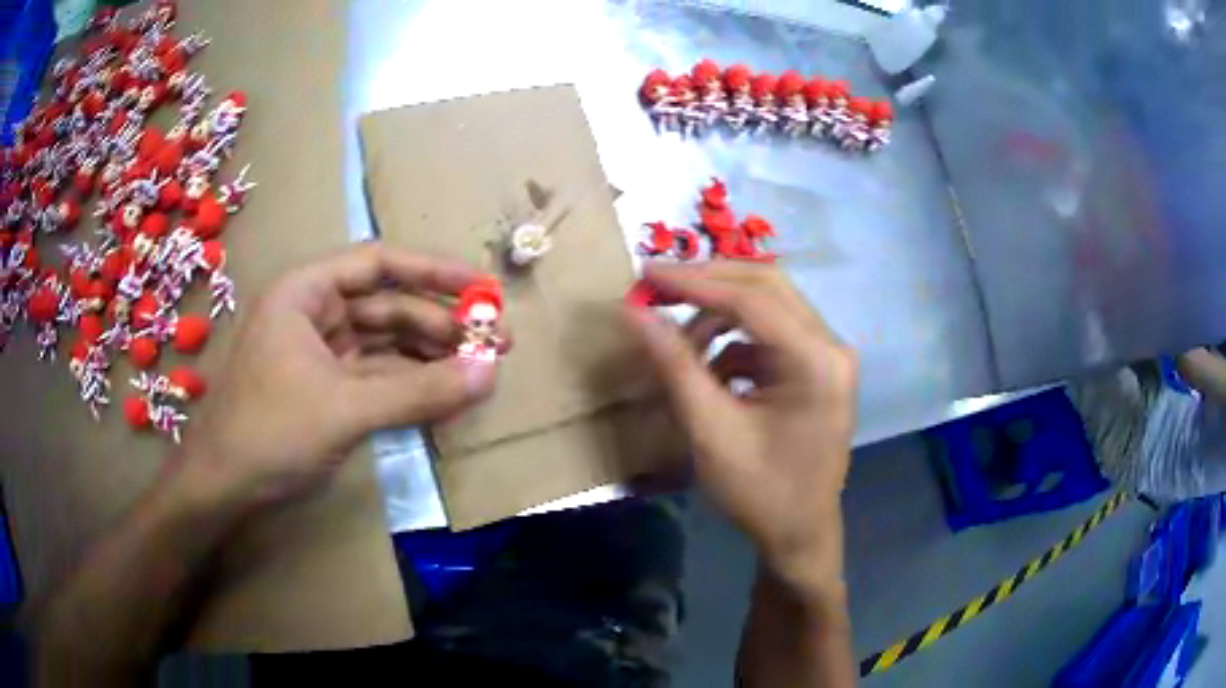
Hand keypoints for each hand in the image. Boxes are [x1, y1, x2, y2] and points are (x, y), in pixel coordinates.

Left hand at [177, 242, 505, 507]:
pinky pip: (376, 376)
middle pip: (387, 305)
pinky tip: (443, 394)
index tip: (484, 289)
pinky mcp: (325, 389)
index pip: (379, 264)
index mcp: (305, 291)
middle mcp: (312, 312)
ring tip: (477, 372)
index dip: (435, 272)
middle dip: (439, 324)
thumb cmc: (270, 432)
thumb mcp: (345, 409)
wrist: (224, 489)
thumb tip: (491, 374)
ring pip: (384, 343)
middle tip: (494, 344)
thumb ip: (419, 391)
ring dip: (429, 356)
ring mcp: (318, 353)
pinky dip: (409, 384)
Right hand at [624, 262, 856, 590]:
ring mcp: (827, 355)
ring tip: (679, 341)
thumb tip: (635, 313)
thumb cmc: (760, 492)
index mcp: (816, 361)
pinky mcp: (816, 368)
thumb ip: (675, 366)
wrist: (799, 534)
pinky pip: (771, 334)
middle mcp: (830, 345)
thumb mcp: (710, 431)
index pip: (752, 299)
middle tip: (657, 286)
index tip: (645, 273)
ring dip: (720, 314)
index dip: (695, 281)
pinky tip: (709, 370)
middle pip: (767, 286)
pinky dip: (734, 341)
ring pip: (769, 305)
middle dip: (709, 283)